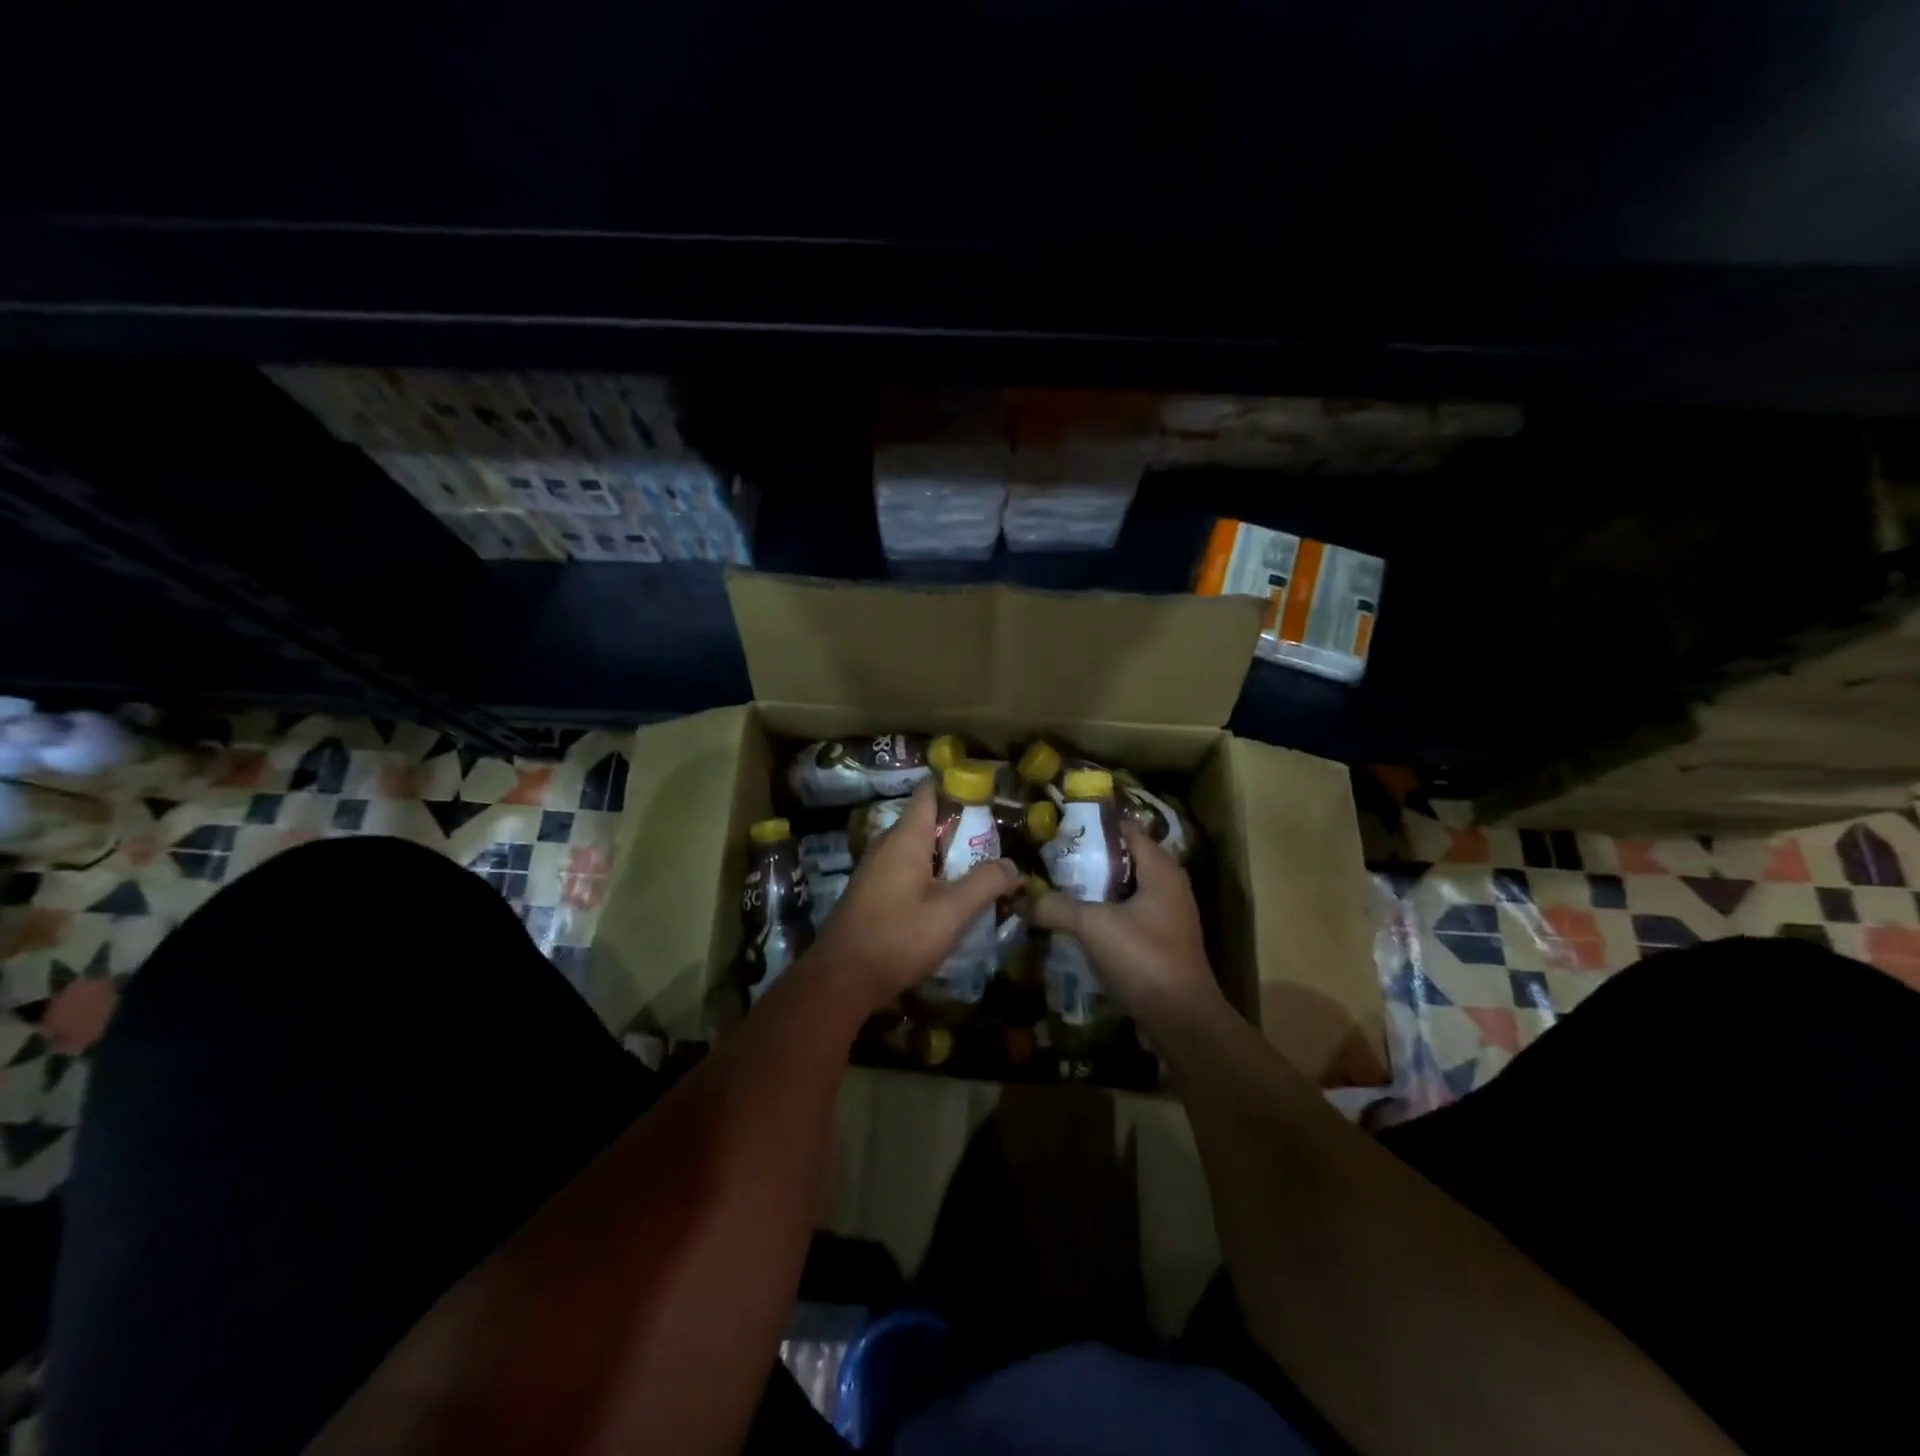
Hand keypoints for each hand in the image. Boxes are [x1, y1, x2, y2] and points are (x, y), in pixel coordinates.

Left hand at [803, 782, 1018, 1011]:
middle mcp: (887, 844)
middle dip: (961, 828)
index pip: (930, 792)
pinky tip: (948, 899)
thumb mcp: (951, 913)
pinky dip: (931, 875)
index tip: (990, 799)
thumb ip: (985, 884)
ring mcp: (875, 868)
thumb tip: (1012, 864)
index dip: (959, 788)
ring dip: (947, 856)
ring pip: (918, 849)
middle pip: (927, 820)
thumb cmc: (897, 938)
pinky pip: (907, 869)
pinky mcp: (871, 892)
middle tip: (995, 843)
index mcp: (905, 837)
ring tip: (980, 871)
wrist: (840, 980)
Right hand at [1028, 823, 1222, 1023]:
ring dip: (1094, 891)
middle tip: (1049, 859)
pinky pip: (1127, 918)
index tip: (1060, 828)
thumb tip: (1019, 899)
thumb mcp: (1093, 926)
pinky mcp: (1160, 944)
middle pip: (1124, 860)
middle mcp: (1169, 887)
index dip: (1095, 826)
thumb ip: (1055, 907)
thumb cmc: (1144, 958)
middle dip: (1088, 859)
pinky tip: (1074, 923)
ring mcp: (1167, 917)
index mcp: (1161, 870)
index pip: (1127, 830)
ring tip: (1055, 888)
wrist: (1181, 1021)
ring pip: (1124, 892)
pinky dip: (1103, 916)